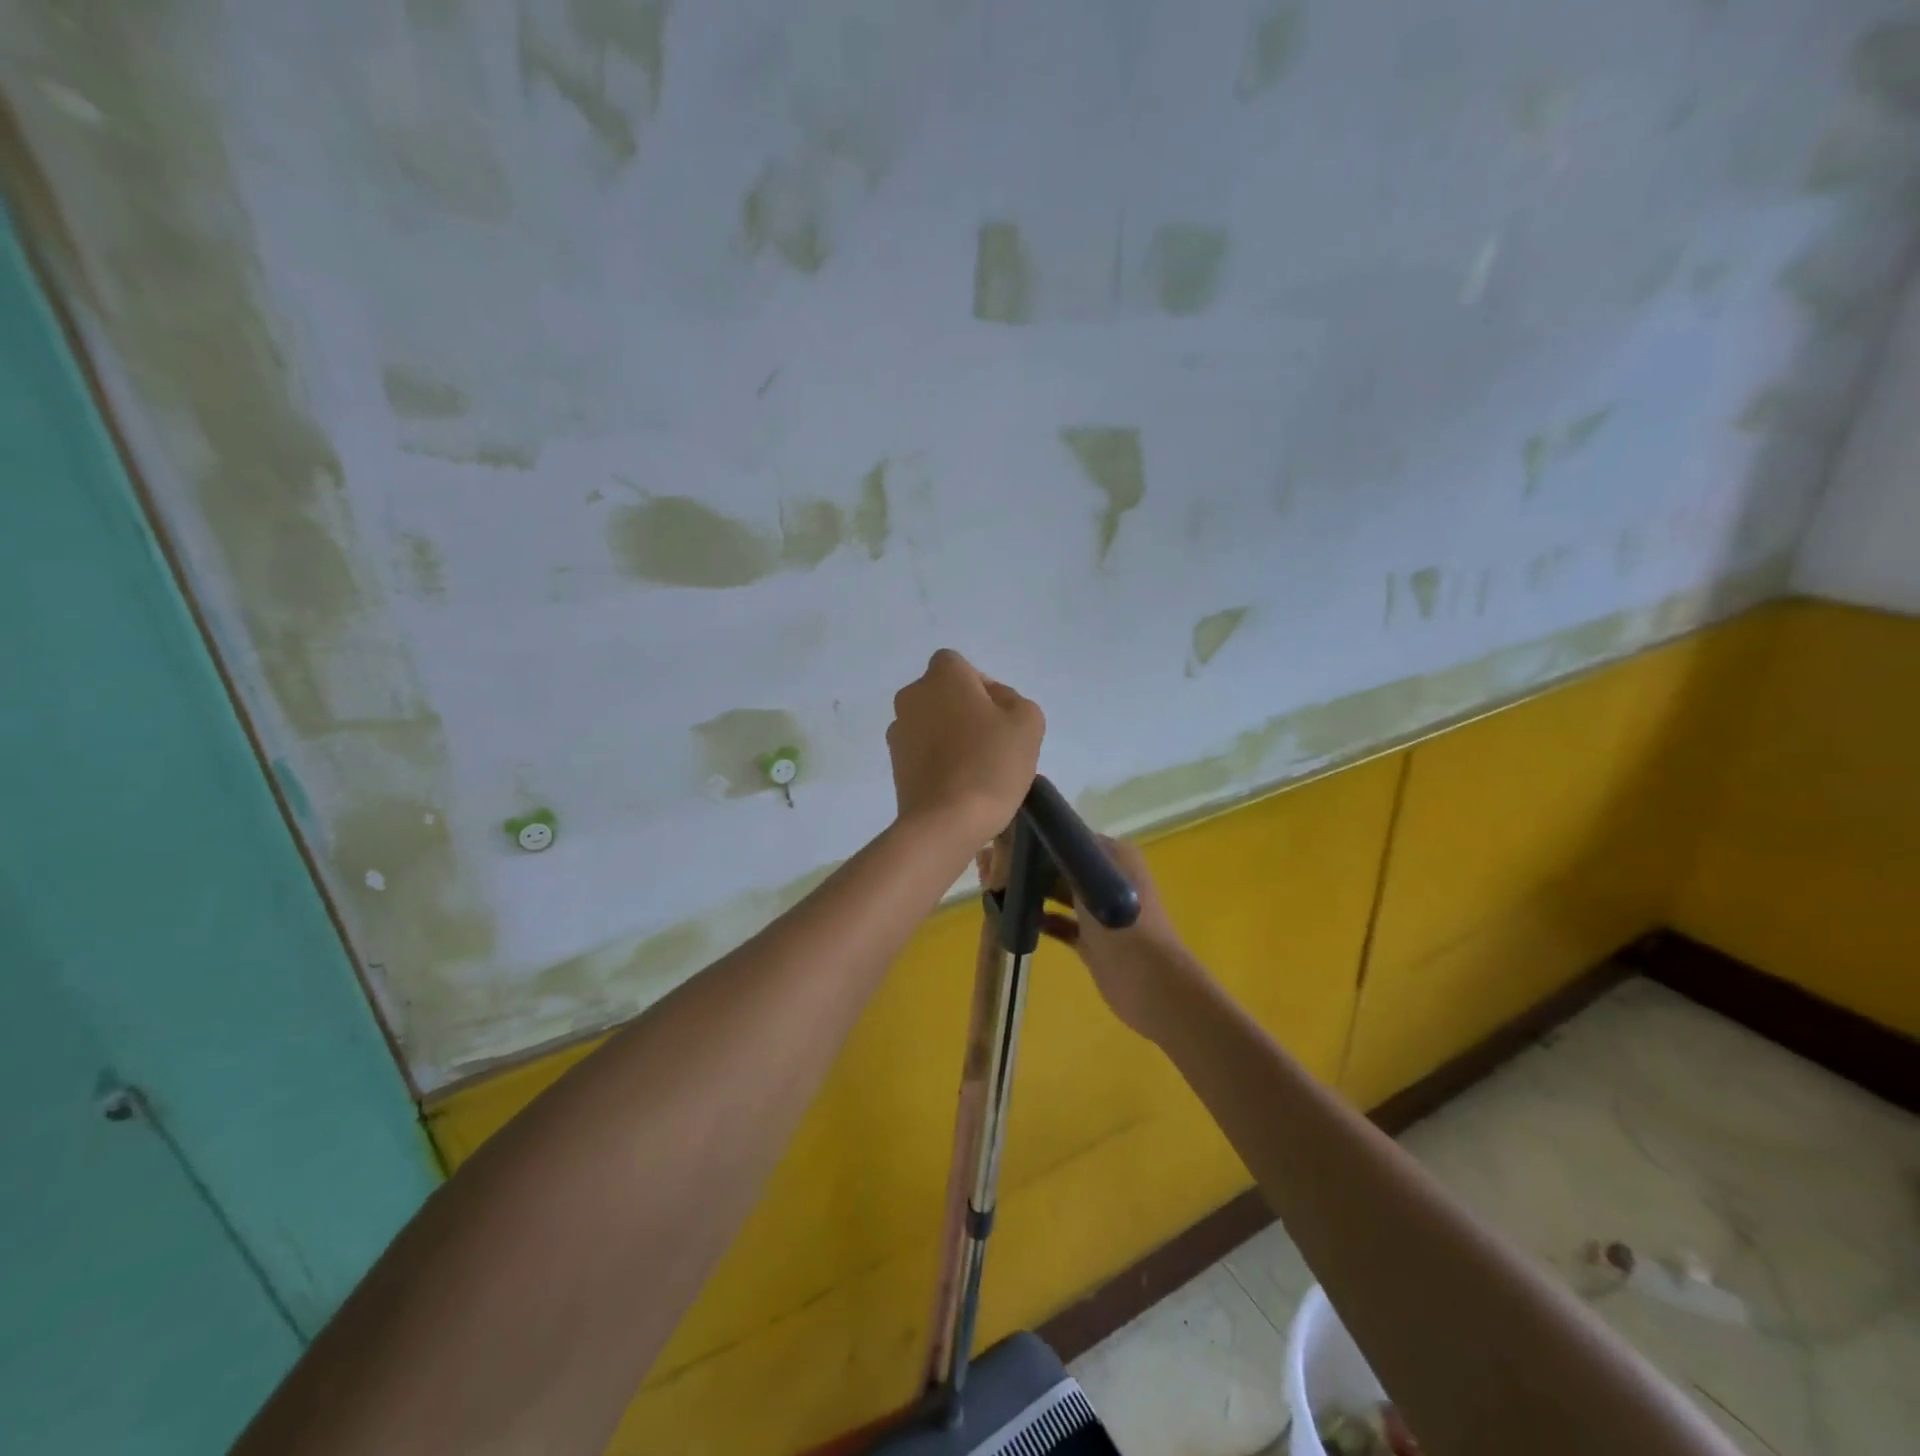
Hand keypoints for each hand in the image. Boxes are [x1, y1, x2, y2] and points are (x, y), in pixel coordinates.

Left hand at [887, 649, 1043, 846]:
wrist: (945, 822)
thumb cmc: (990, 764)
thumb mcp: (1027, 722)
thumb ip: (1014, 700)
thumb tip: (995, 702)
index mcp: (942, 676)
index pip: (959, 665)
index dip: (982, 686)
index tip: (1001, 716)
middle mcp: (912, 696)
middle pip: (944, 694)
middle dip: (966, 711)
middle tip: (994, 742)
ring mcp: (898, 731)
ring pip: (932, 723)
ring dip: (951, 736)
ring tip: (978, 768)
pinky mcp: (895, 764)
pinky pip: (923, 751)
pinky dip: (939, 759)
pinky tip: (960, 784)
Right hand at [977, 832, 1201, 1038]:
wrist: (1150, 982)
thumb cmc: (1123, 922)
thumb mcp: (1091, 877)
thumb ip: (1061, 856)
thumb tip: (1027, 838)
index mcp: (1113, 856)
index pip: (1069, 838)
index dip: (1038, 839)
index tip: (1004, 842)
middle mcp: (1106, 878)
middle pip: (1061, 865)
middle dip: (1031, 867)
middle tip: (993, 869)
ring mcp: (1099, 911)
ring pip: (1058, 894)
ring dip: (1033, 893)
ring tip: (998, 890)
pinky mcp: (1090, 940)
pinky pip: (1060, 923)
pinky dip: (1042, 920)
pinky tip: (1016, 919)